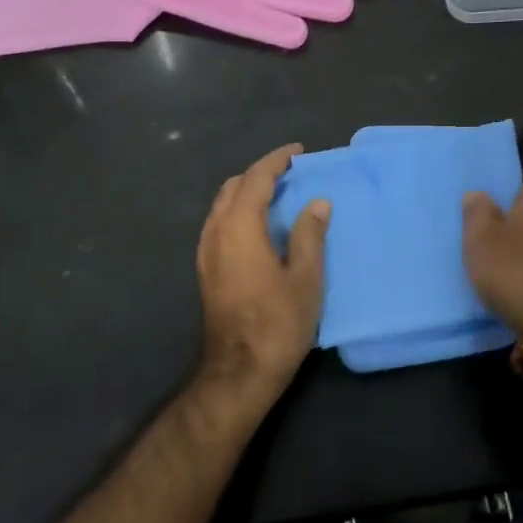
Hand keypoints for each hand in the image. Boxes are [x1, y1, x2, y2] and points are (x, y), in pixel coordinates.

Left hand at [195, 144, 329, 401]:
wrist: (239, 370)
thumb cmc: (278, 323)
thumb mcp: (305, 279)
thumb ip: (309, 235)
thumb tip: (317, 203)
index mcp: (239, 228)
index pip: (255, 180)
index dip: (276, 161)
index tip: (297, 152)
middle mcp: (216, 232)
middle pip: (233, 188)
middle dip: (259, 173)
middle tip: (289, 173)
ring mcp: (206, 252)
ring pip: (222, 206)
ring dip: (246, 192)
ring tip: (276, 194)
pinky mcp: (205, 270)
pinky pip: (219, 224)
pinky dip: (237, 211)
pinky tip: (258, 225)